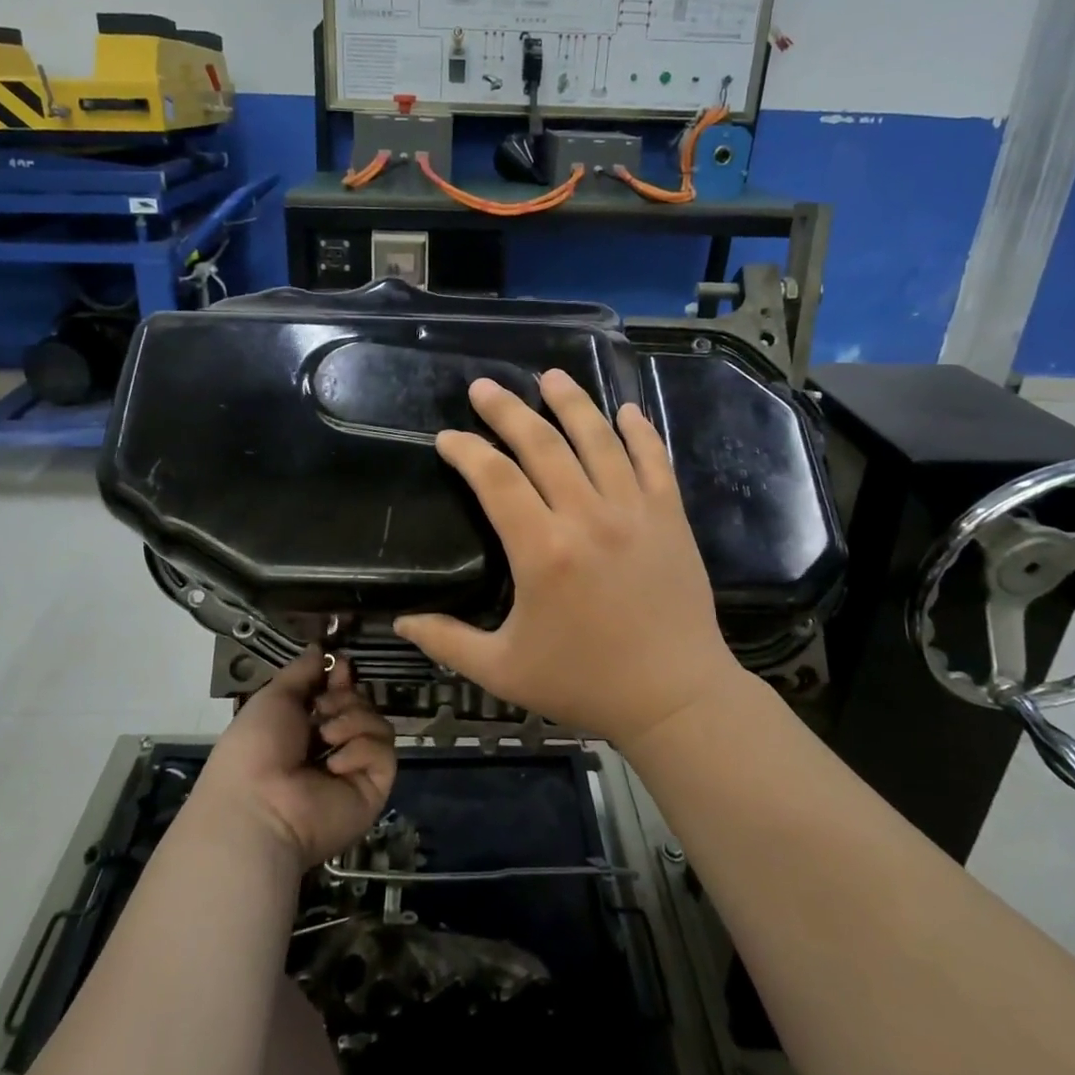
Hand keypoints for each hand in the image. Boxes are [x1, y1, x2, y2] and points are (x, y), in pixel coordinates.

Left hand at [193, 647, 397, 868]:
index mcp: (306, 728)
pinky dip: (360, 750)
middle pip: (362, 704)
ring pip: (377, 723)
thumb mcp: (274, 697)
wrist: (260, 804)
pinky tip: (334, 765)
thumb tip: (321, 648)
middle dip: (344, 699)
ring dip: (352, 721)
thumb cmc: (256, 747)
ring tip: (326, 737)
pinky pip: (384, 751)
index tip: (340, 666)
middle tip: (322, 709)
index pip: (339, 693)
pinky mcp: (374, 787)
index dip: (341, 678)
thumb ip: (302, 671)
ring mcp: (356, 769)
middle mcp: (333, 747)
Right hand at [395, 369, 740, 748]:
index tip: (447, 438)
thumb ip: (447, 641)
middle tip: (484, 387)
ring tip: (551, 376)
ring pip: (599, 440)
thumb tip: (400, 623)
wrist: (675, 697)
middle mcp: (587, 517)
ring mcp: (634, 512)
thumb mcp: (503, 670)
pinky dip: (640, 432)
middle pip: (543, 445)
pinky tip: (625, 411)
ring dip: (572, 403)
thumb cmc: (584, 684)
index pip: (495, 479)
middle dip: (508, 410)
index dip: (467, 451)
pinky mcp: (670, 518)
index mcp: (542, 550)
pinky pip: (654, 461)